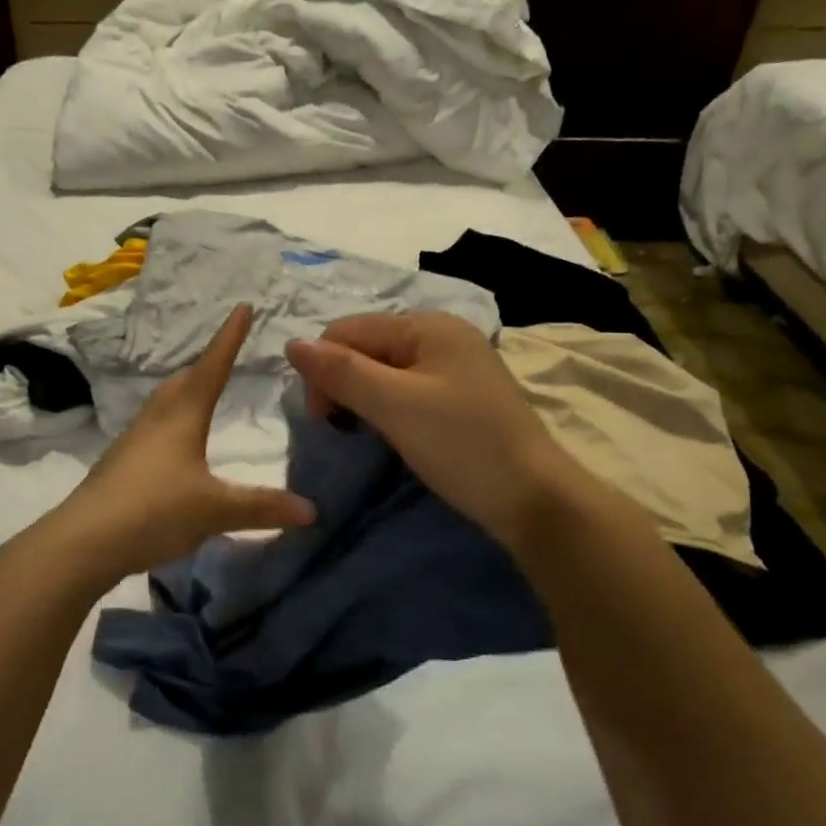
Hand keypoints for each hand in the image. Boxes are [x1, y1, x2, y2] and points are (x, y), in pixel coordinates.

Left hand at [53, 304, 316, 583]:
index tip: (242, 306)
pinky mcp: (120, 464)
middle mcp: (155, 418)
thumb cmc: (155, 510)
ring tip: (201, 396)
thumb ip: (262, 507)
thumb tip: (311, 509)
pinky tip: (174, 446)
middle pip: (183, 381)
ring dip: (184, 393)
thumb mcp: (215, 510)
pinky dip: (170, 422)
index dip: (230, 338)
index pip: (212, 366)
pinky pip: (152, 428)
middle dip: (206, 365)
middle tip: (225, 356)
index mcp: (182, 415)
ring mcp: (133, 440)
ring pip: (163, 403)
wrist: (85, 540)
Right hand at [286, 312, 563, 549]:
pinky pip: (406, 387)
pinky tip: (389, 430)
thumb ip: (341, 371)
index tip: (322, 418)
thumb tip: (291, 343)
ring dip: (362, 396)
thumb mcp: (394, 405)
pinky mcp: (461, 395)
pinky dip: (387, 406)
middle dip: (342, 381)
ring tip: (361, 430)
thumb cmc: (461, 445)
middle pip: (366, 346)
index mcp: (427, 325)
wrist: (534, 500)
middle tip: (340, 427)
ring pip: (384, 369)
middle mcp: (441, 334)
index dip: (322, 368)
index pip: (347, 330)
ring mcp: (454, 365)